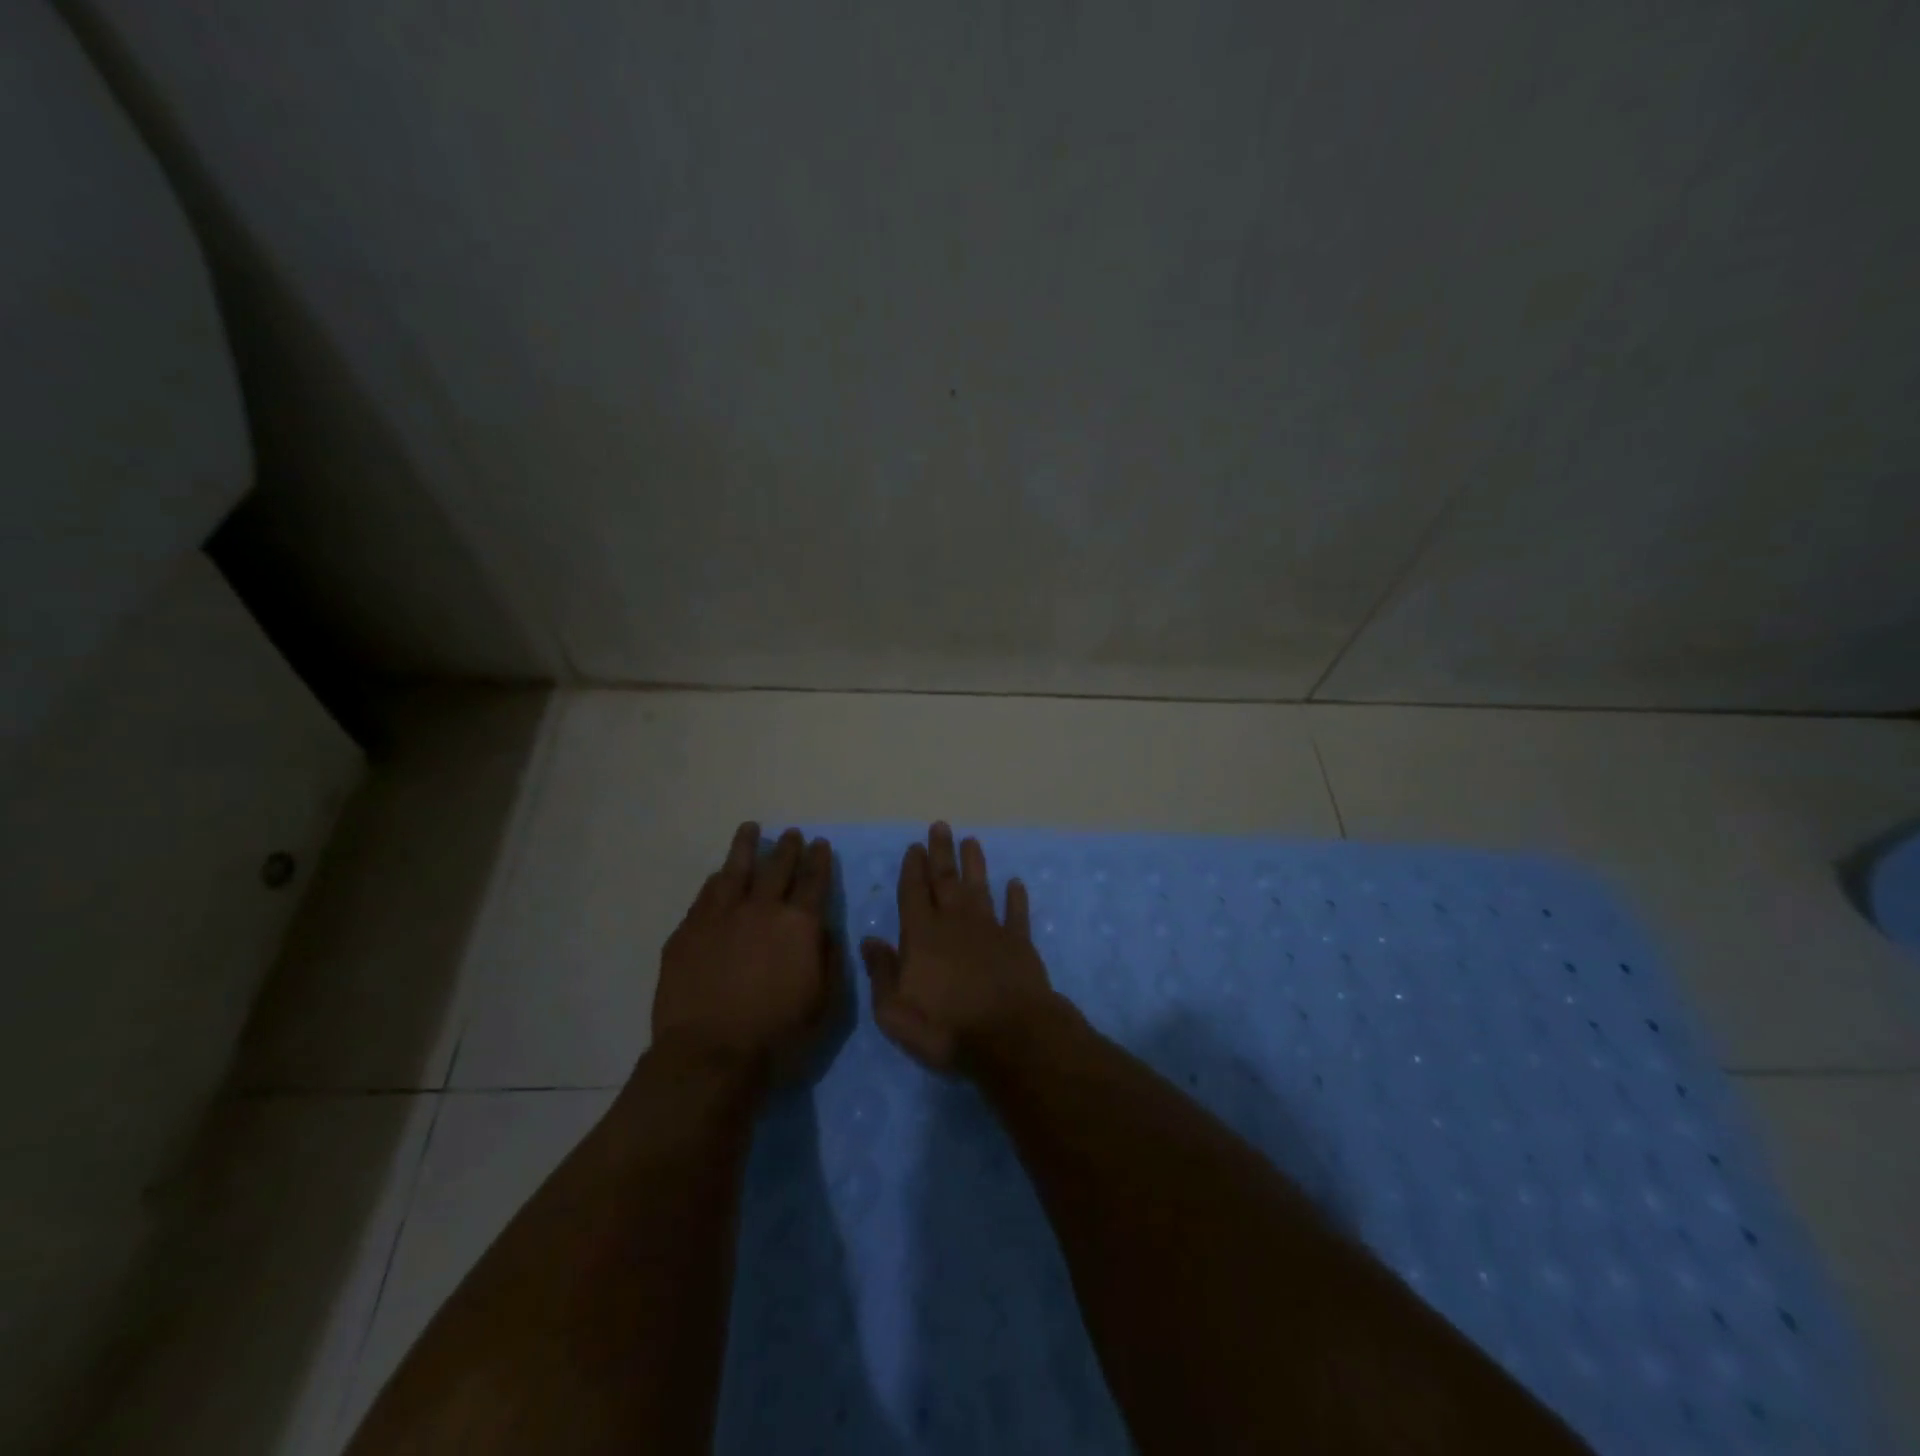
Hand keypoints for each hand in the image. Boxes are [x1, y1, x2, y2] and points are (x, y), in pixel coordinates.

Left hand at [652, 823, 838, 1074]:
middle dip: (788, 848)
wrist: (711, 1056)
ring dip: (746, 848)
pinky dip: (717, 880)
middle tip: (791, 834)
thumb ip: (829, 958)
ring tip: (750, 829)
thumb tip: (825, 929)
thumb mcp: (826, 1003)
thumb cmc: (778, 1036)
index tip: (820, 844)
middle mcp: (762, 909)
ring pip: (736, 870)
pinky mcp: (689, 931)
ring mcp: (721, 916)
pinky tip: (719, 875)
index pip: (814, 881)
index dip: (819, 860)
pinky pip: (706, 894)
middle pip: (778, 867)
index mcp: (800, 924)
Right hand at [860, 823, 1062, 1072]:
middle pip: (946, 880)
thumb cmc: (946, 1028)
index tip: (914, 846)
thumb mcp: (895, 1011)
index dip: (912, 869)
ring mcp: (990, 930)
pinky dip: (1016, 897)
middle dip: (941, 852)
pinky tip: (1015, 883)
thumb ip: (881, 972)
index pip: (913, 893)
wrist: (1010, 1038)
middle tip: (940, 826)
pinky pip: (1017, 913)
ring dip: (974, 864)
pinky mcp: (1019, 943)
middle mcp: (955, 923)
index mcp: (921, 936)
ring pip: (980, 888)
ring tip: (971, 841)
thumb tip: (869, 940)